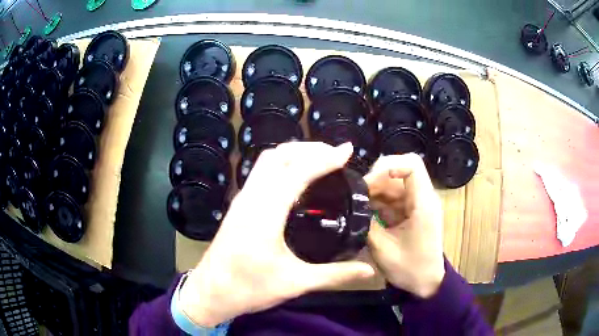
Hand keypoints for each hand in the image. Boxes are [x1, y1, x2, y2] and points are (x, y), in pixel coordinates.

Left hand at [179, 142, 375, 326]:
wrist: (210, 292)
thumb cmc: (249, 289)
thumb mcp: (296, 283)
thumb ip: (335, 275)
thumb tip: (368, 270)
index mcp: (266, 212)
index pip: (299, 171)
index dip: (325, 157)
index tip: (347, 151)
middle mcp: (251, 198)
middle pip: (279, 155)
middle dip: (309, 148)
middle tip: (335, 154)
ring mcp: (242, 200)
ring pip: (267, 161)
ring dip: (294, 153)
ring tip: (319, 160)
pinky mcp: (238, 206)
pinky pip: (260, 173)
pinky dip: (281, 165)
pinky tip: (295, 179)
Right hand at [365, 154, 444, 297]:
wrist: (427, 283)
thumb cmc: (411, 269)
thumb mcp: (383, 249)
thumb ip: (366, 224)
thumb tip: (350, 207)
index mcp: (423, 203)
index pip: (412, 165)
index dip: (390, 164)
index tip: (370, 180)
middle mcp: (422, 198)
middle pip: (398, 172)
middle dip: (375, 179)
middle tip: (356, 196)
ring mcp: (415, 204)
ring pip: (392, 184)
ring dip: (373, 191)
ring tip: (356, 206)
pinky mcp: (409, 211)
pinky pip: (391, 198)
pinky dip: (376, 202)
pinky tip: (363, 213)